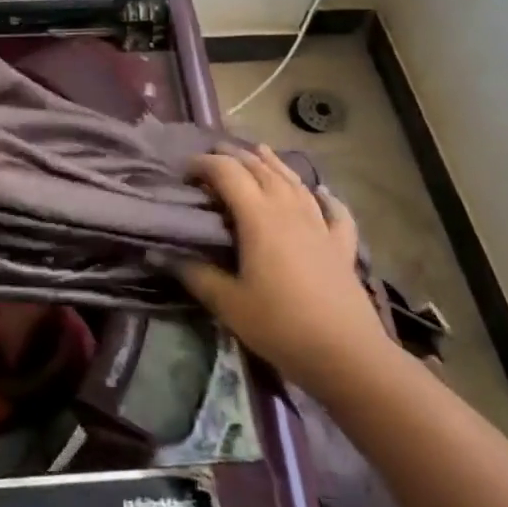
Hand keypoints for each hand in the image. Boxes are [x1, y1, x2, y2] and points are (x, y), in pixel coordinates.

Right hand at [178, 145, 391, 398]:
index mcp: (258, 216)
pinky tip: (322, 193)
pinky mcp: (342, 245)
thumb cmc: (281, 325)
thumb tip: (160, 254)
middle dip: (235, 156)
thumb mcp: (229, 304)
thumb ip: (196, 275)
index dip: (204, 165)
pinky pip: (334, 212)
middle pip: (260, 168)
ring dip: (274, 163)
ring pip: (294, 181)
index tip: (184, 172)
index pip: (227, 173)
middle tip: (213, 156)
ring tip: (259, 151)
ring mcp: (319, 224)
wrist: (347, 354)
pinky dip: (326, 198)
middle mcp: (289, 209)